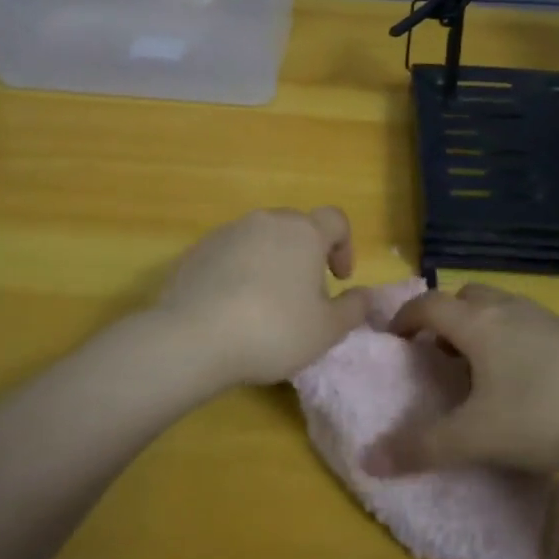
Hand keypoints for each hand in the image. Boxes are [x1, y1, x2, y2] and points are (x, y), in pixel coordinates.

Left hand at [156, 207, 371, 391]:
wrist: (192, 337)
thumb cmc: (274, 330)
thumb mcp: (326, 330)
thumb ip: (353, 309)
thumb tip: (366, 295)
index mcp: (304, 232)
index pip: (336, 220)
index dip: (344, 246)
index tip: (339, 279)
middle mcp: (266, 221)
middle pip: (296, 227)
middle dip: (306, 256)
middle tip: (304, 297)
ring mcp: (228, 233)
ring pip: (261, 239)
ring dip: (271, 262)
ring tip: (265, 305)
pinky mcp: (197, 251)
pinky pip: (230, 254)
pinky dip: (238, 272)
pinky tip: (232, 308)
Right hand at [365, 284, 558, 475]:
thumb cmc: (539, 416)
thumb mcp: (474, 438)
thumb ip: (420, 448)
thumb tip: (368, 460)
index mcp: (478, 323)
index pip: (429, 304)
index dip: (405, 317)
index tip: (393, 338)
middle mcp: (509, 310)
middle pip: (467, 296)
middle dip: (446, 316)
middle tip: (438, 352)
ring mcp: (546, 320)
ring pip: (501, 307)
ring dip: (480, 326)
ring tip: (478, 368)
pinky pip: (528, 324)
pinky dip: (511, 338)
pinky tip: (523, 380)